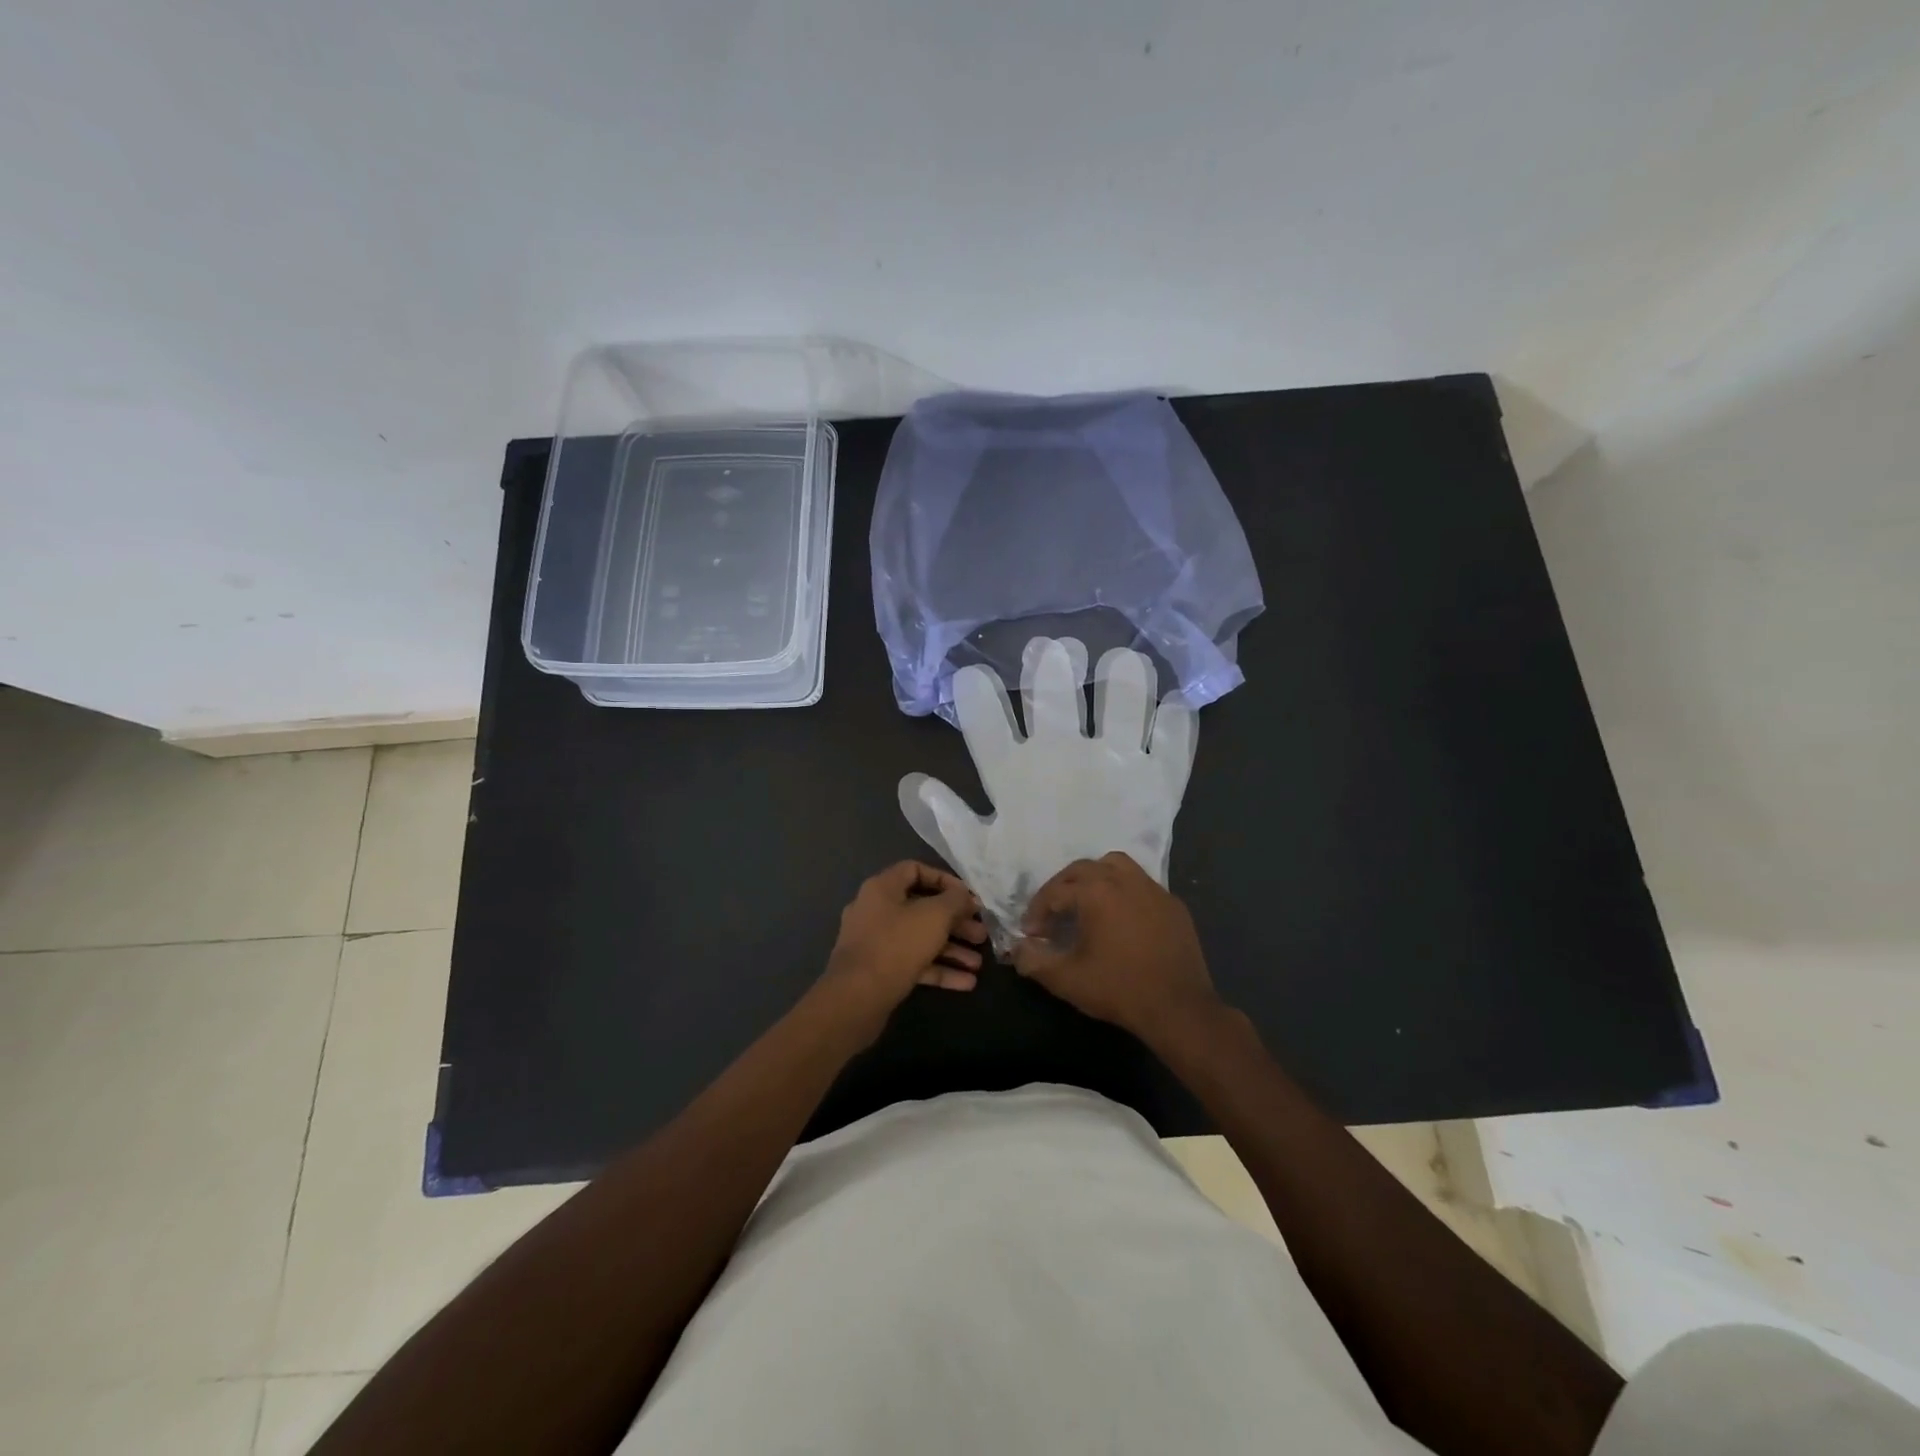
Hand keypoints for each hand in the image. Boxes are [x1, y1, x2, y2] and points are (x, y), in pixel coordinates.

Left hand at [817, 862, 987, 1043]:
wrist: (856, 998)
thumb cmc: (897, 945)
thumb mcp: (934, 916)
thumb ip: (955, 901)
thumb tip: (965, 896)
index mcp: (882, 888)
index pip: (915, 870)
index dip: (945, 880)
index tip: (968, 897)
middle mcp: (876, 910)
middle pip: (922, 909)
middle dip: (955, 923)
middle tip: (980, 934)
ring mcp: (875, 942)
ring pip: (920, 939)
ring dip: (951, 949)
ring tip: (978, 964)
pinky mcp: (879, 971)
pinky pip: (913, 963)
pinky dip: (938, 969)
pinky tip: (966, 983)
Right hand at [1009, 851, 1224, 1042]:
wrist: (1179, 1008)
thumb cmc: (1119, 989)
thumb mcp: (1067, 979)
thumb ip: (1034, 961)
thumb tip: (1016, 950)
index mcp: (1096, 892)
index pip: (1055, 892)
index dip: (1037, 912)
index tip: (1031, 934)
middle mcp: (1124, 880)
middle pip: (1082, 869)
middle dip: (1061, 887)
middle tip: (1051, 914)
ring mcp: (1153, 889)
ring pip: (1115, 865)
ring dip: (1094, 878)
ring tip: (1085, 903)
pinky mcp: (1173, 904)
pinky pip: (1141, 884)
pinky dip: (1123, 891)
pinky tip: (1120, 917)